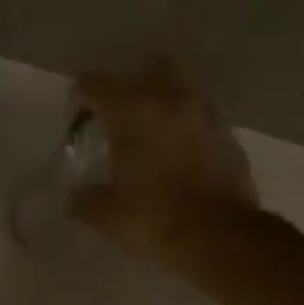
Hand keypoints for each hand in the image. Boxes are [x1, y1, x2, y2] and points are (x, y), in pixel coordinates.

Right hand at [67, 61, 260, 274]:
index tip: (76, 117)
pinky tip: (175, 156)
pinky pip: (200, 118)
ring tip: (150, 137)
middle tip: (120, 117)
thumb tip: (75, 198)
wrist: (219, 235)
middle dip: (132, 86)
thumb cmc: (153, 218)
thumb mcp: (105, 215)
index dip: (80, 96)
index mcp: (132, 112)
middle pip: (150, 69)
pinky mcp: (228, 135)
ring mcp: (205, 115)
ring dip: (163, 104)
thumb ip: (84, 199)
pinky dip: (185, 128)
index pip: (96, 83)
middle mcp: (171, 100)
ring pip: (181, 89)